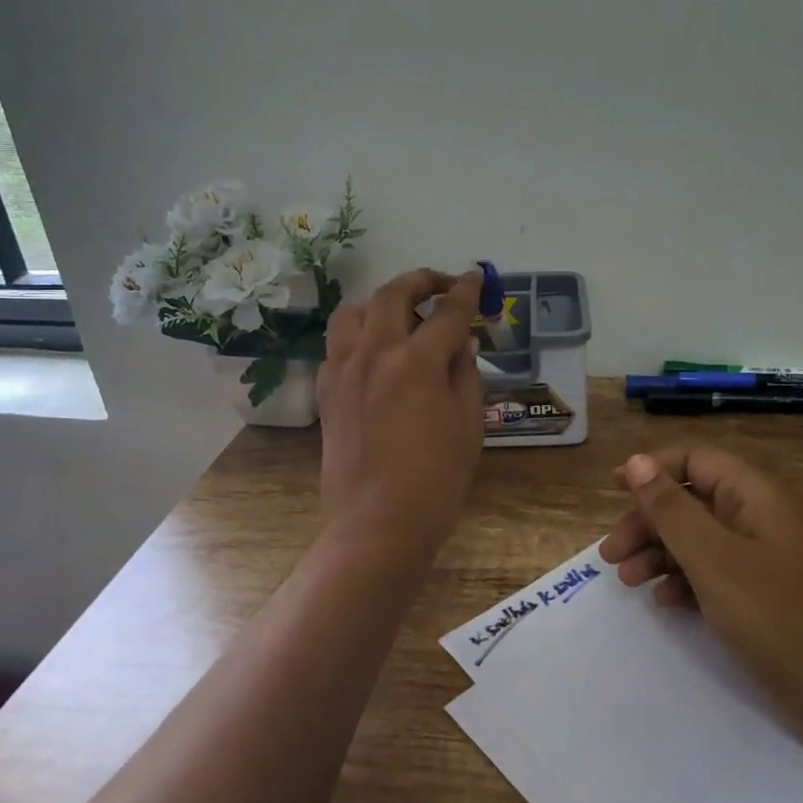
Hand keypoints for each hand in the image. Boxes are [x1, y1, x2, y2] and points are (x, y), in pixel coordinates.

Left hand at [317, 269, 485, 568]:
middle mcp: (374, 354)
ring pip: (354, 311)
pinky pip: (337, 345)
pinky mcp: (326, 391)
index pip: (447, 312)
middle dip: (422, 280)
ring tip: (402, 314)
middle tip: (442, 285)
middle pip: (393, 295)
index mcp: (416, 362)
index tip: (476, 277)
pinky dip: (358, 334)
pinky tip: (375, 352)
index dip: (466, 291)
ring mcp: (343, 370)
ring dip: (381, 301)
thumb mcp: (468, 425)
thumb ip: (465, 374)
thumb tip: (461, 342)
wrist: (376, 525)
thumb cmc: (435, 480)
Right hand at [602, 448, 802, 801]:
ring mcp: (766, 562)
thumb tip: (636, 461)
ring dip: (660, 553)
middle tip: (611, 554)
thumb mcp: (716, 560)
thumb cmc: (784, 617)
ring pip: (700, 541)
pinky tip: (664, 603)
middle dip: (648, 521)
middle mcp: (760, 520)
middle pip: (692, 501)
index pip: (695, 460)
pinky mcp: (767, 601)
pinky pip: (716, 576)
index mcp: (755, 497)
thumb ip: (672, 510)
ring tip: (627, 580)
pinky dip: (686, 583)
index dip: (652, 469)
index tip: (614, 490)